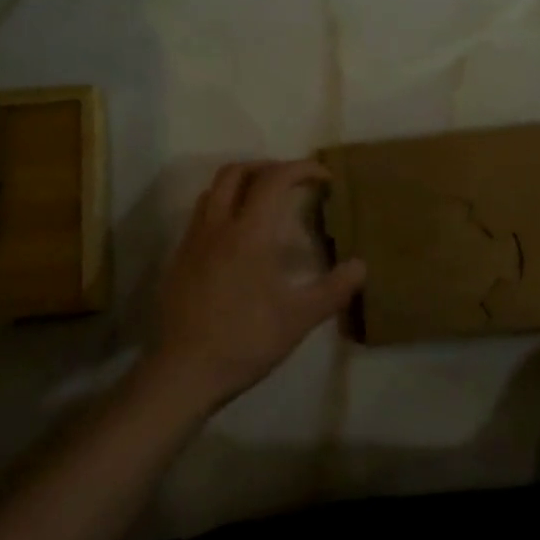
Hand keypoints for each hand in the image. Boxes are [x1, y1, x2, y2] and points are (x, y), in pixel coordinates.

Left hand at [143, 160, 365, 415]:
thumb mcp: (299, 318)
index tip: (323, 177)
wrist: (183, 372)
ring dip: (240, 184)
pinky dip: (222, 208)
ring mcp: (192, 242)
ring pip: (213, 191)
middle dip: (267, 167)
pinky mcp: (178, 260)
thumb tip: (361, 266)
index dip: (301, 169)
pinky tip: (236, 239)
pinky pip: (200, 216)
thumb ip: (333, 289)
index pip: (274, 179)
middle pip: (235, 172)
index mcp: (249, 233)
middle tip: (291, 182)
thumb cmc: (245, 340)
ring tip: (264, 202)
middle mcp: (217, 227)